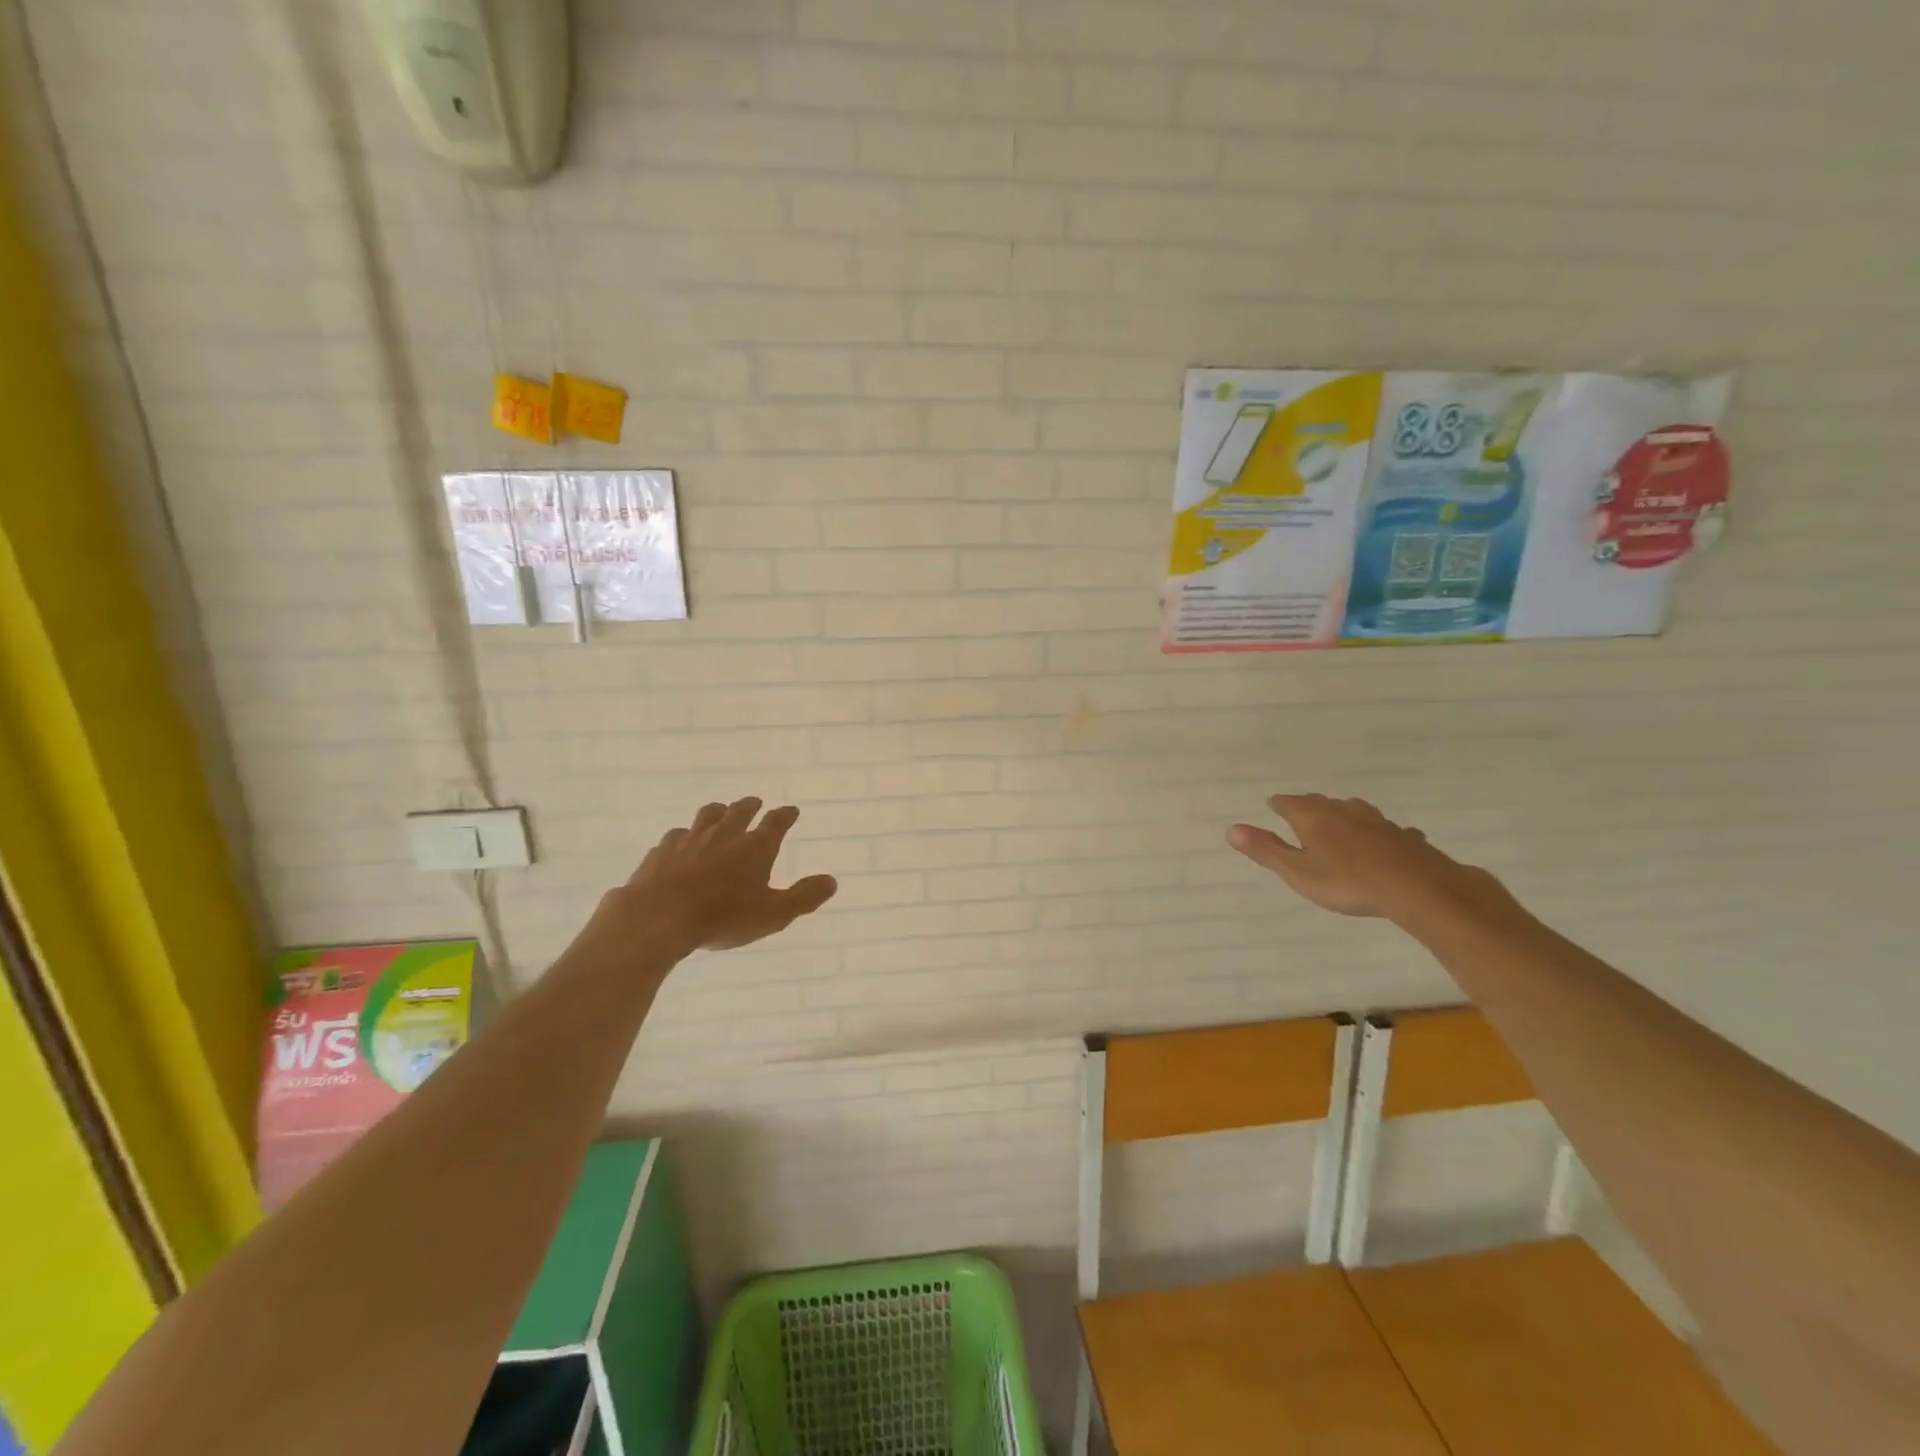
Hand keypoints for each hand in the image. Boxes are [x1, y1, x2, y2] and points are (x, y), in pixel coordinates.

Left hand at [586, 798, 837, 959]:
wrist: (658, 917)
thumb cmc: (723, 917)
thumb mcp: (773, 914)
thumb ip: (804, 897)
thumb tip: (832, 881)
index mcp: (755, 847)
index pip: (776, 822)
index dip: (785, 815)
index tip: (791, 811)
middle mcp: (724, 835)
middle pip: (739, 811)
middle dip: (750, 806)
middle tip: (755, 803)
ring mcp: (689, 840)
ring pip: (706, 816)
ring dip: (717, 812)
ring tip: (719, 813)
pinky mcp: (661, 852)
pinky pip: (675, 837)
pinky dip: (683, 837)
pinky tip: (679, 845)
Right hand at [1228, 793, 1501, 921]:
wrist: (1416, 887)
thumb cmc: (1346, 882)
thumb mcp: (1297, 872)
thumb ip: (1267, 850)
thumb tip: (1232, 829)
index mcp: (1313, 817)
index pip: (1288, 804)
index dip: (1279, 805)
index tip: (1273, 805)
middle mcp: (1343, 811)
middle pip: (1321, 803)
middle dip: (1310, 806)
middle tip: (1301, 811)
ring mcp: (1377, 822)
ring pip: (1355, 811)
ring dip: (1344, 814)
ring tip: (1339, 820)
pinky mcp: (1405, 837)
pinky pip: (1387, 830)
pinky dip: (1378, 833)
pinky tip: (1385, 841)